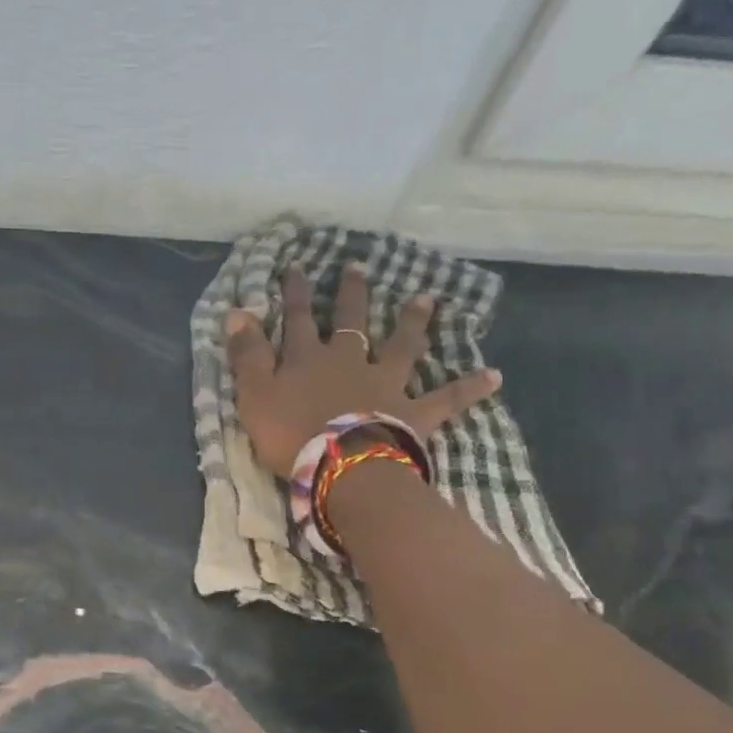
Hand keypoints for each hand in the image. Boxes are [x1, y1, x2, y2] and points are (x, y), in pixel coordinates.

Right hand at [225, 263, 501, 477]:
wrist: (342, 467)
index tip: (296, 265)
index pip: (298, 318)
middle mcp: (350, 361)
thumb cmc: (291, 434)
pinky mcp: (413, 413)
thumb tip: (237, 312)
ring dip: (413, 323)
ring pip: (402, 347)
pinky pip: (446, 399)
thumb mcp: (254, 395)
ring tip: (426, 299)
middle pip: (352, 321)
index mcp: (309, 359)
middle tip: (359, 266)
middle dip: (352, 293)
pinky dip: (469, 388)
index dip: (295, 291)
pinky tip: (495, 376)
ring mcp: (386, 384)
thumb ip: (247, 355)